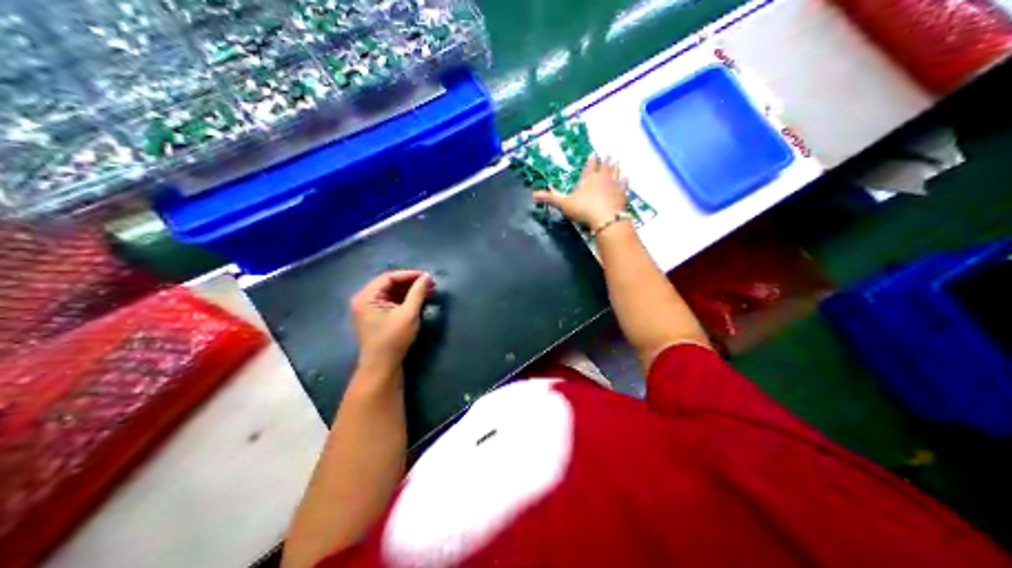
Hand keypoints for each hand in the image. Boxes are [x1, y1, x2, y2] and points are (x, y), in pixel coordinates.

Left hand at [350, 271, 431, 373]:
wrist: (382, 367)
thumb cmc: (393, 339)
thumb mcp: (408, 313)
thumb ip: (418, 292)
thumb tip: (427, 276)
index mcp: (366, 296)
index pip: (389, 277)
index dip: (409, 275)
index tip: (428, 276)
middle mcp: (364, 300)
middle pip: (389, 284)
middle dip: (410, 283)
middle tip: (430, 284)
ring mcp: (368, 309)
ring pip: (390, 293)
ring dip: (408, 292)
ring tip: (427, 292)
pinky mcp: (375, 318)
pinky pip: (390, 302)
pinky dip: (404, 300)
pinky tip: (418, 301)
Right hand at [532, 156, 630, 227]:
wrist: (607, 219)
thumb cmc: (584, 209)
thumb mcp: (564, 204)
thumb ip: (550, 198)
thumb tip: (533, 194)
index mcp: (588, 179)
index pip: (589, 167)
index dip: (591, 161)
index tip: (593, 155)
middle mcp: (602, 179)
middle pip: (604, 168)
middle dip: (605, 161)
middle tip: (609, 154)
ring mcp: (614, 186)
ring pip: (615, 173)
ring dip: (616, 167)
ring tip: (617, 161)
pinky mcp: (622, 195)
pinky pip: (624, 185)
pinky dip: (625, 181)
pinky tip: (627, 178)